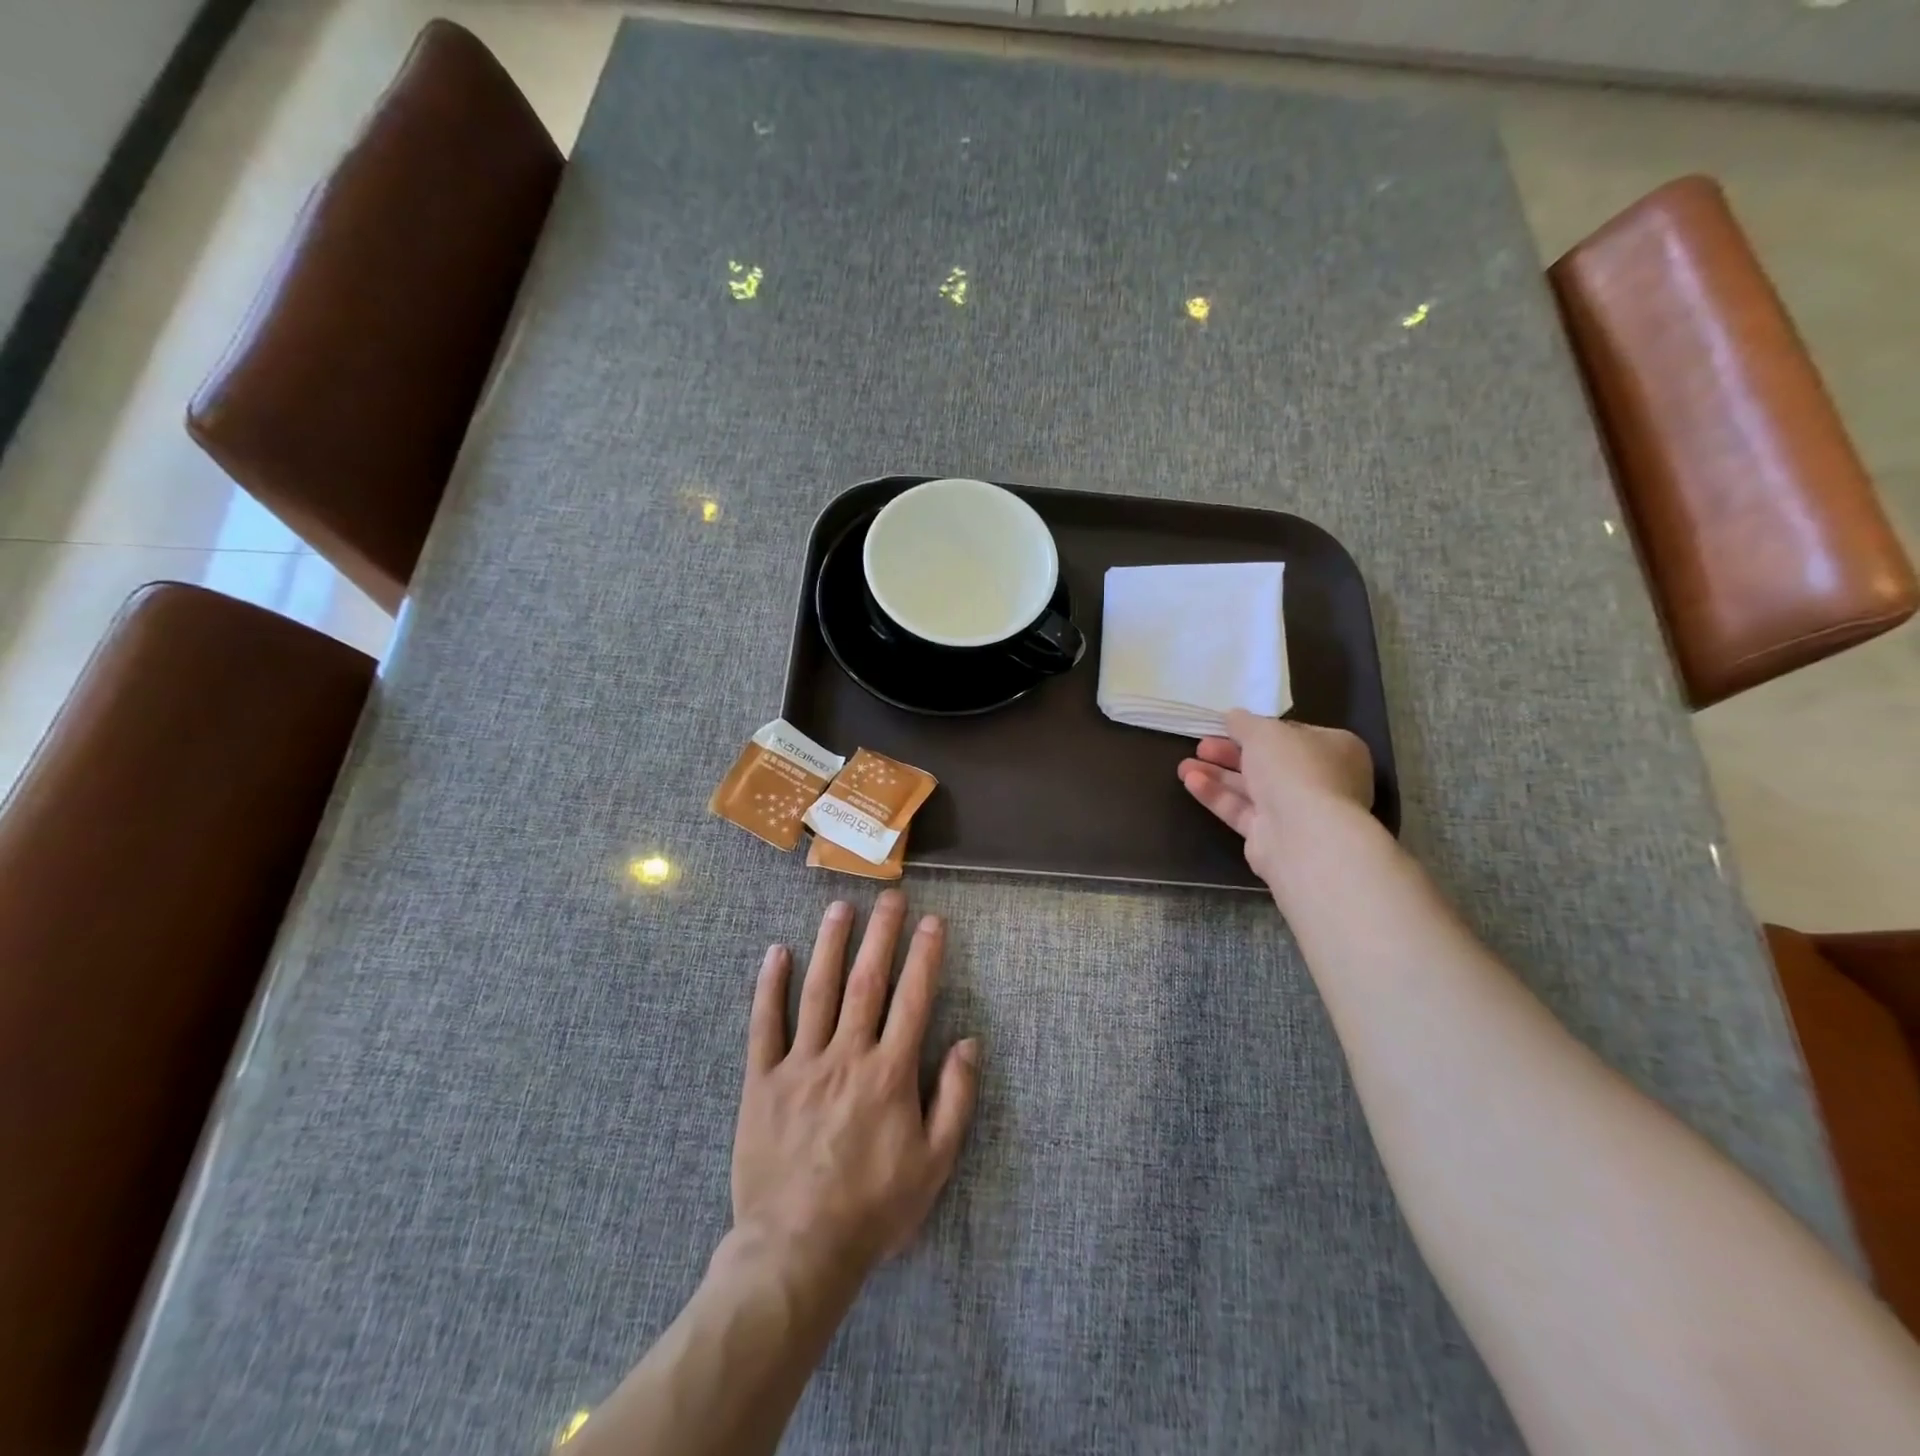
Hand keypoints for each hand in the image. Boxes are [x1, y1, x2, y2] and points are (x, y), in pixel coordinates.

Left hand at [733, 891, 979, 1288]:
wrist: (797, 1250)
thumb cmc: (874, 1208)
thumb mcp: (934, 1163)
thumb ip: (955, 1099)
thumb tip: (968, 1042)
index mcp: (889, 1073)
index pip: (914, 999)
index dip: (925, 955)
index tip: (933, 921)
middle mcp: (846, 1056)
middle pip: (866, 981)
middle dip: (881, 933)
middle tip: (890, 894)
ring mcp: (800, 1065)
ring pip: (817, 991)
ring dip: (830, 944)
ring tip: (840, 907)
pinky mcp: (762, 1082)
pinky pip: (764, 1025)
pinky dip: (770, 987)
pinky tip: (776, 952)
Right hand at [1177, 709, 1373, 889]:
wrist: (1303, 835)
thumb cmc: (1294, 769)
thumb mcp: (1264, 731)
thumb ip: (1244, 722)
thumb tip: (1232, 717)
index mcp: (1336, 750)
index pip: (1293, 735)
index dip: (1259, 729)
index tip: (1228, 726)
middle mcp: (1321, 781)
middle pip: (1268, 763)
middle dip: (1230, 754)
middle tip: (1201, 745)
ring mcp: (1298, 812)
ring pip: (1252, 788)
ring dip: (1218, 775)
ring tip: (1184, 766)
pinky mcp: (1273, 837)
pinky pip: (1242, 810)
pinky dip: (1217, 795)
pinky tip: (1191, 782)